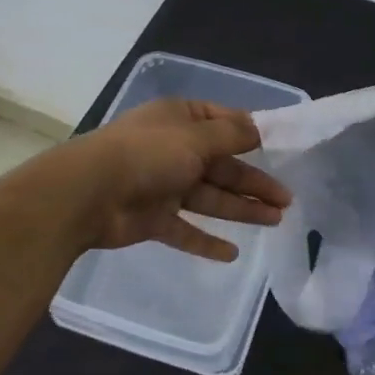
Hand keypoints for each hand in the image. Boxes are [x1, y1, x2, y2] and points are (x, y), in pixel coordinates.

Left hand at [70, 98, 290, 261]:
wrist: (87, 194)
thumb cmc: (147, 154)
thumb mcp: (196, 137)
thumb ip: (231, 136)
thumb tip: (260, 127)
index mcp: (181, 120)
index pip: (223, 123)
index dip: (251, 136)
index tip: (281, 149)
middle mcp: (173, 149)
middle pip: (222, 166)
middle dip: (254, 182)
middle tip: (287, 200)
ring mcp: (162, 185)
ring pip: (210, 197)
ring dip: (241, 209)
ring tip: (276, 221)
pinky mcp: (153, 218)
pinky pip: (186, 229)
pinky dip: (206, 240)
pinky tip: (232, 254)